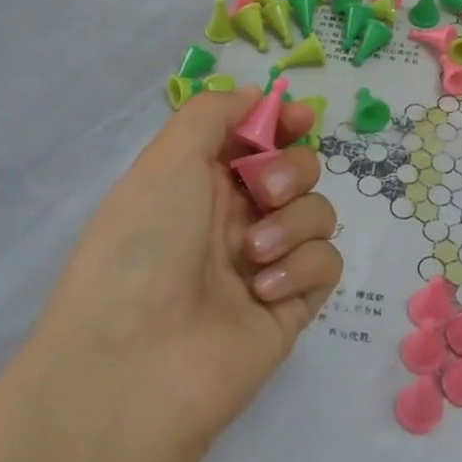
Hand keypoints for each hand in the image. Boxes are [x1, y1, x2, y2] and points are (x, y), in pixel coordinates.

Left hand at [33, 87, 342, 456]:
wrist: (135, 363)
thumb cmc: (143, 245)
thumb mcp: (166, 159)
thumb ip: (214, 113)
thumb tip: (257, 98)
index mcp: (201, 183)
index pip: (257, 139)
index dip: (283, 123)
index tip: (301, 118)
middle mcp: (234, 219)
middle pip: (297, 170)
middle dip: (291, 170)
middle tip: (264, 191)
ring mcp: (267, 263)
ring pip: (317, 212)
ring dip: (293, 222)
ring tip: (253, 255)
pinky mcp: (292, 305)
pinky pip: (326, 263)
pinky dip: (302, 266)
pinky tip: (265, 288)